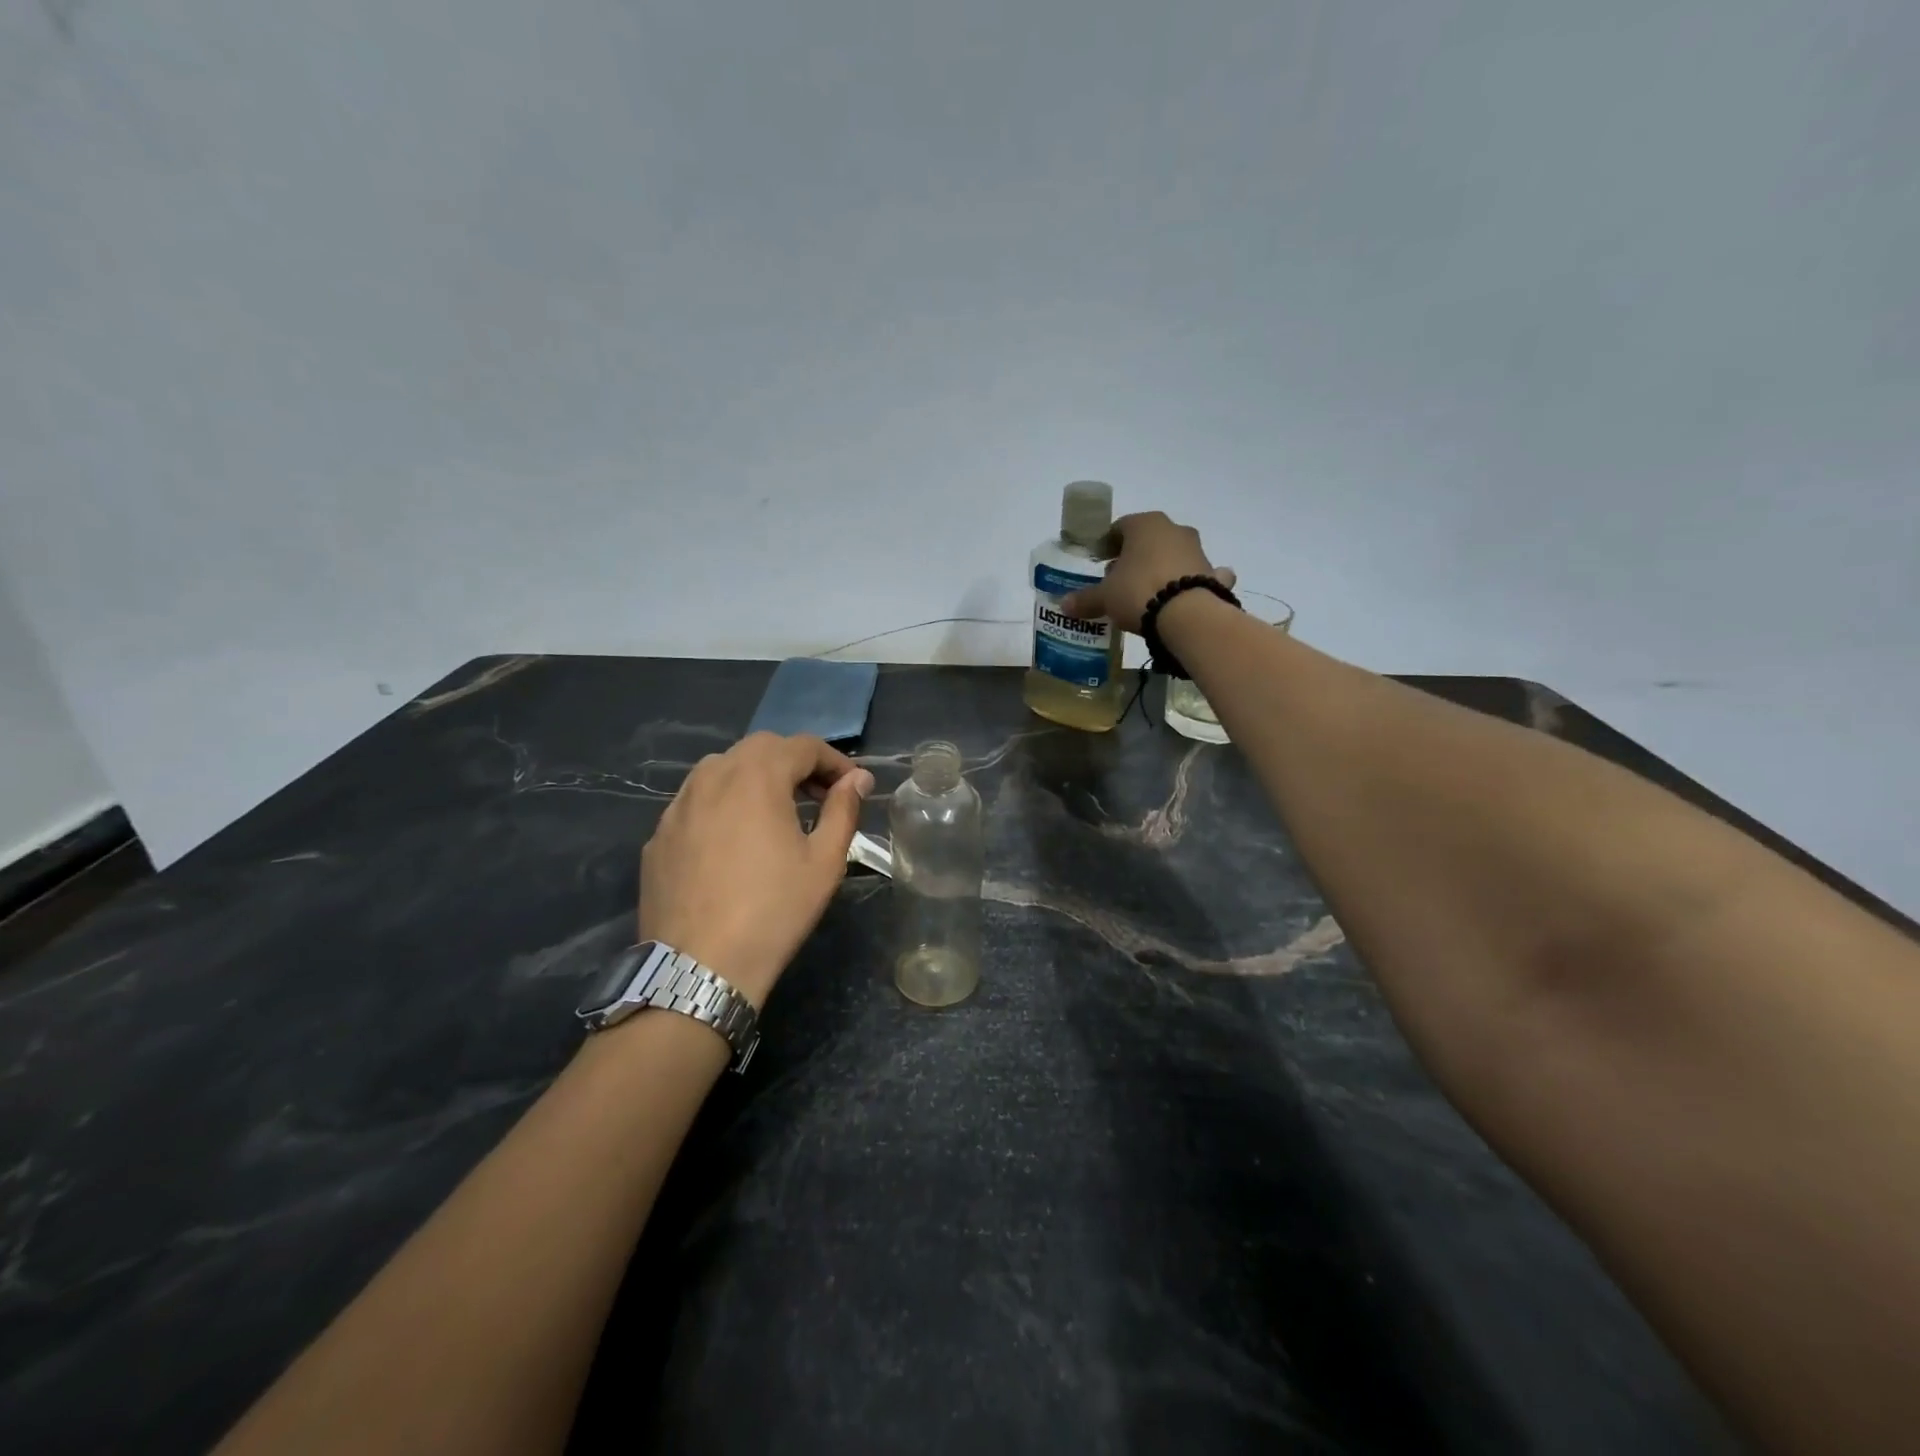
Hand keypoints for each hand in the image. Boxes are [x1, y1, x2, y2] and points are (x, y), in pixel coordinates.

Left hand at [639, 732, 874, 1008]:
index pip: (803, 745)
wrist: (699, 967)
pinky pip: (696, 801)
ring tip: (775, 813)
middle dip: (795, 763)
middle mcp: (712, 777)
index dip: (834, 760)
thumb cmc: (774, 910)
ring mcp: (678, 805)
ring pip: (722, 769)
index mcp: (757, 776)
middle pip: (760, 748)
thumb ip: (843, 809)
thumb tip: (858, 780)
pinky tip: (733, 842)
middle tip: (818, 796)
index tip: (852, 786)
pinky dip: (723, 804)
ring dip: (756, 777)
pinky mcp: (658, 835)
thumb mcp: (824, 861)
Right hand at [1059, 511, 1235, 632]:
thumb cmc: (1138, 591)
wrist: (1187, 615)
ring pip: (1173, 555)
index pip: (1120, 527)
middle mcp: (1174, 529)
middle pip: (1148, 540)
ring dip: (1160, 567)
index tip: (1099, 561)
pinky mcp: (1213, 573)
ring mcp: (1197, 550)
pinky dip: (1191, 581)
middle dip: (1133, 557)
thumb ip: (1086, 599)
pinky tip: (1183, 597)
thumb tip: (1063, 605)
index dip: (1107, 544)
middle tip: (1119, 579)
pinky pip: (1198, 574)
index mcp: (1144, 524)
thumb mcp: (1105, 597)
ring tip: (1146, 592)